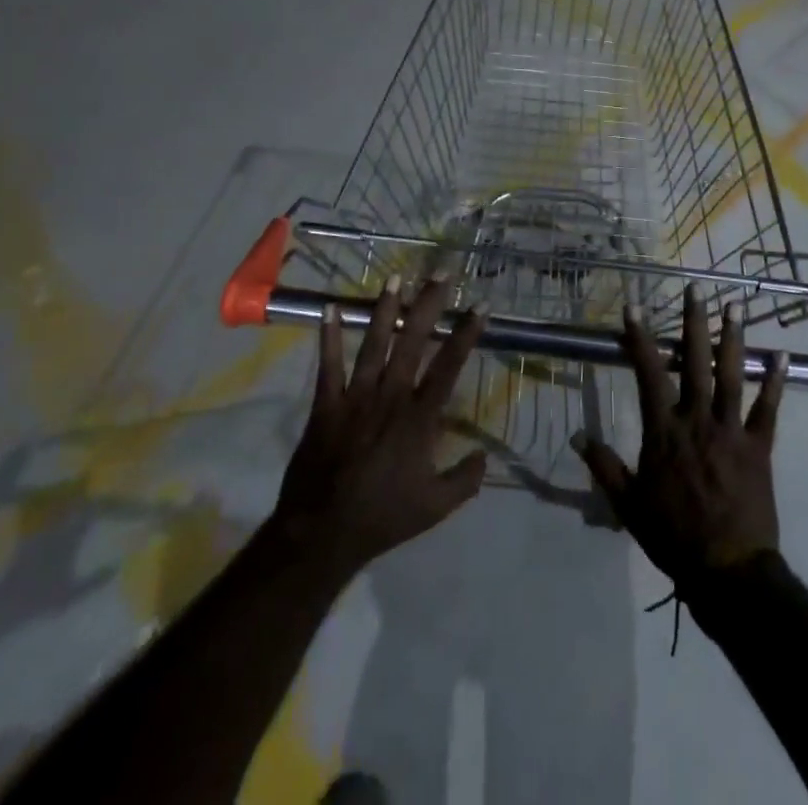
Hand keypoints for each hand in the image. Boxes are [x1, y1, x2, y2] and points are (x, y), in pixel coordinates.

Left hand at [271, 279, 487, 580]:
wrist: (322, 533)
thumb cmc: (383, 517)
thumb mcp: (435, 507)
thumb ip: (465, 480)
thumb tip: (485, 457)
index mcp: (419, 417)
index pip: (449, 366)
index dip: (466, 334)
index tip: (480, 306)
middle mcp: (391, 396)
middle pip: (413, 341)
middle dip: (428, 305)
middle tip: (440, 274)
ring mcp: (356, 396)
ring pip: (374, 342)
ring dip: (385, 308)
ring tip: (395, 277)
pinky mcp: (326, 404)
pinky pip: (328, 364)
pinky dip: (328, 336)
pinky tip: (328, 308)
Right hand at [575, 286, 786, 593]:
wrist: (727, 570)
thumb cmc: (672, 535)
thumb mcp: (628, 504)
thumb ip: (603, 466)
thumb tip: (575, 436)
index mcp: (663, 431)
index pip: (647, 374)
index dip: (639, 339)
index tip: (633, 308)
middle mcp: (696, 420)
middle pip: (694, 362)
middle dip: (693, 323)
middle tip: (696, 289)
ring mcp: (730, 430)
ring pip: (731, 375)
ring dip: (733, 339)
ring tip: (734, 306)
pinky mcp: (759, 447)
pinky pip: (768, 409)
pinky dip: (775, 382)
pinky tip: (781, 356)